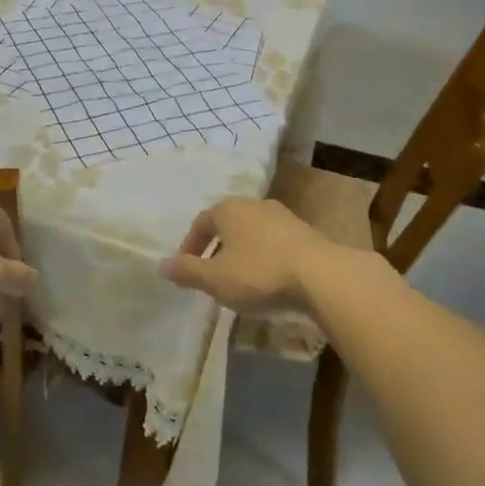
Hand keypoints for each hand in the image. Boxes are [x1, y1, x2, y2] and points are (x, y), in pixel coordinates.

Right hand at [158, 196, 352, 313]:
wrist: (322, 276)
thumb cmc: (259, 273)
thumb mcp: (216, 279)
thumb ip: (187, 271)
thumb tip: (161, 265)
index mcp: (228, 209)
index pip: (201, 222)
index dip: (190, 246)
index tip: (186, 268)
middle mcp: (254, 205)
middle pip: (228, 225)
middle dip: (217, 248)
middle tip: (211, 274)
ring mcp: (283, 216)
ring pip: (252, 233)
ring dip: (242, 253)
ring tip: (239, 280)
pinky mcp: (305, 233)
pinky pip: (275, 243)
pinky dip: (265, 258)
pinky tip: (268, 281)